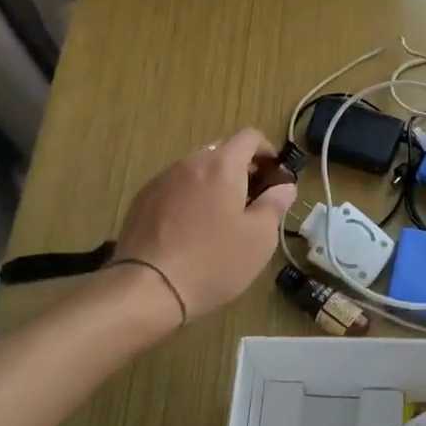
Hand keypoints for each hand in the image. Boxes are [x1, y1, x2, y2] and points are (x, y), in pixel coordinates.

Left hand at [113, 128, 295, 321]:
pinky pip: (174, 188)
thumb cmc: (214, 261)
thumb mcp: (260, 237)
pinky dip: (189, 199)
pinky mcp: (141, 201)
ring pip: (196, 171)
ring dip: (213, 185)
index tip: (275, 176)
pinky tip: (190, 231)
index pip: (249, 137)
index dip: (267, 151)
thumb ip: (276, 204)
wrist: (148, 288)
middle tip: (252, 203)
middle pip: (221, 152)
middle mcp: (189, 163)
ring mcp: (161, 180)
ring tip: (219, 220)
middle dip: (241, 170)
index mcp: (222, 165)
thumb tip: (284, 187)